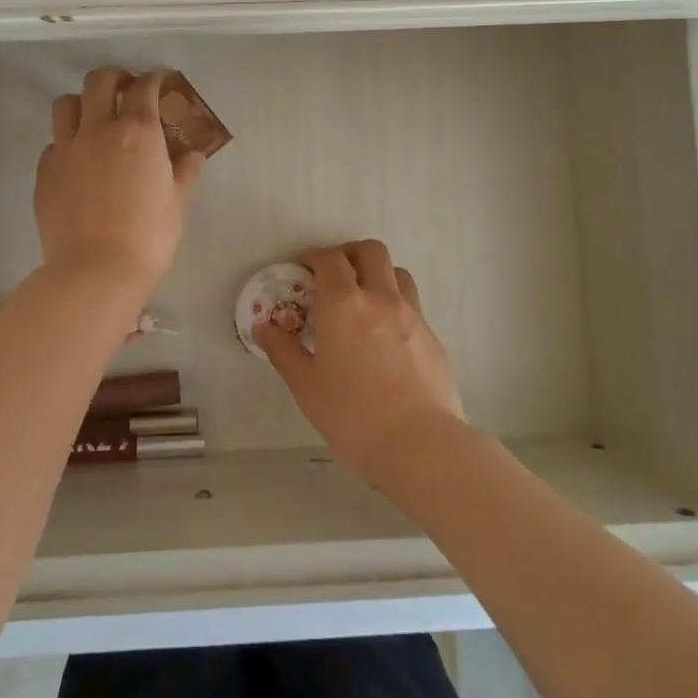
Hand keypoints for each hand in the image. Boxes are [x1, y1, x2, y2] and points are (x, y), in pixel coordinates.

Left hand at [35, 69, 203, 297]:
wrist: (95, 271)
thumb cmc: (148, 237)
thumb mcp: (176, 204)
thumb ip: (184, 172)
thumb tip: (193, 154)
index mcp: (138, 133)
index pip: (143, 88)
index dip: (153, 80)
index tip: (159, 83)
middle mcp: (98, 131)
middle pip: (98, 82)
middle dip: (114, 78)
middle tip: (125, 91)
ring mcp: (66, 150)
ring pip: (65, 105)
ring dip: (83, 103)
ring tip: (95, 119)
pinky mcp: (44, 173)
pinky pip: (53, 144)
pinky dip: (67, 143)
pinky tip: (79, 162)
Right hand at [253, 239, 467, 484]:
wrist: (420, 445)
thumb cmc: (353, 416)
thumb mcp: (306, 386)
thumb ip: (283, 350)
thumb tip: (263, 326)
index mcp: (344, 305)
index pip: (330, 259)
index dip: (314, 257)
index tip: (304, 268)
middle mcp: (381, 298)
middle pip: (370, 251)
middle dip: (349, 253)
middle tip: (334, 274)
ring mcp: (412, 315)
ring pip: (397, 273)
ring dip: (378, 274)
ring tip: (363, 300)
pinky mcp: (433, 337)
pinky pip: (412, 305)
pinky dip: (395, 305)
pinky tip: (386, 337)